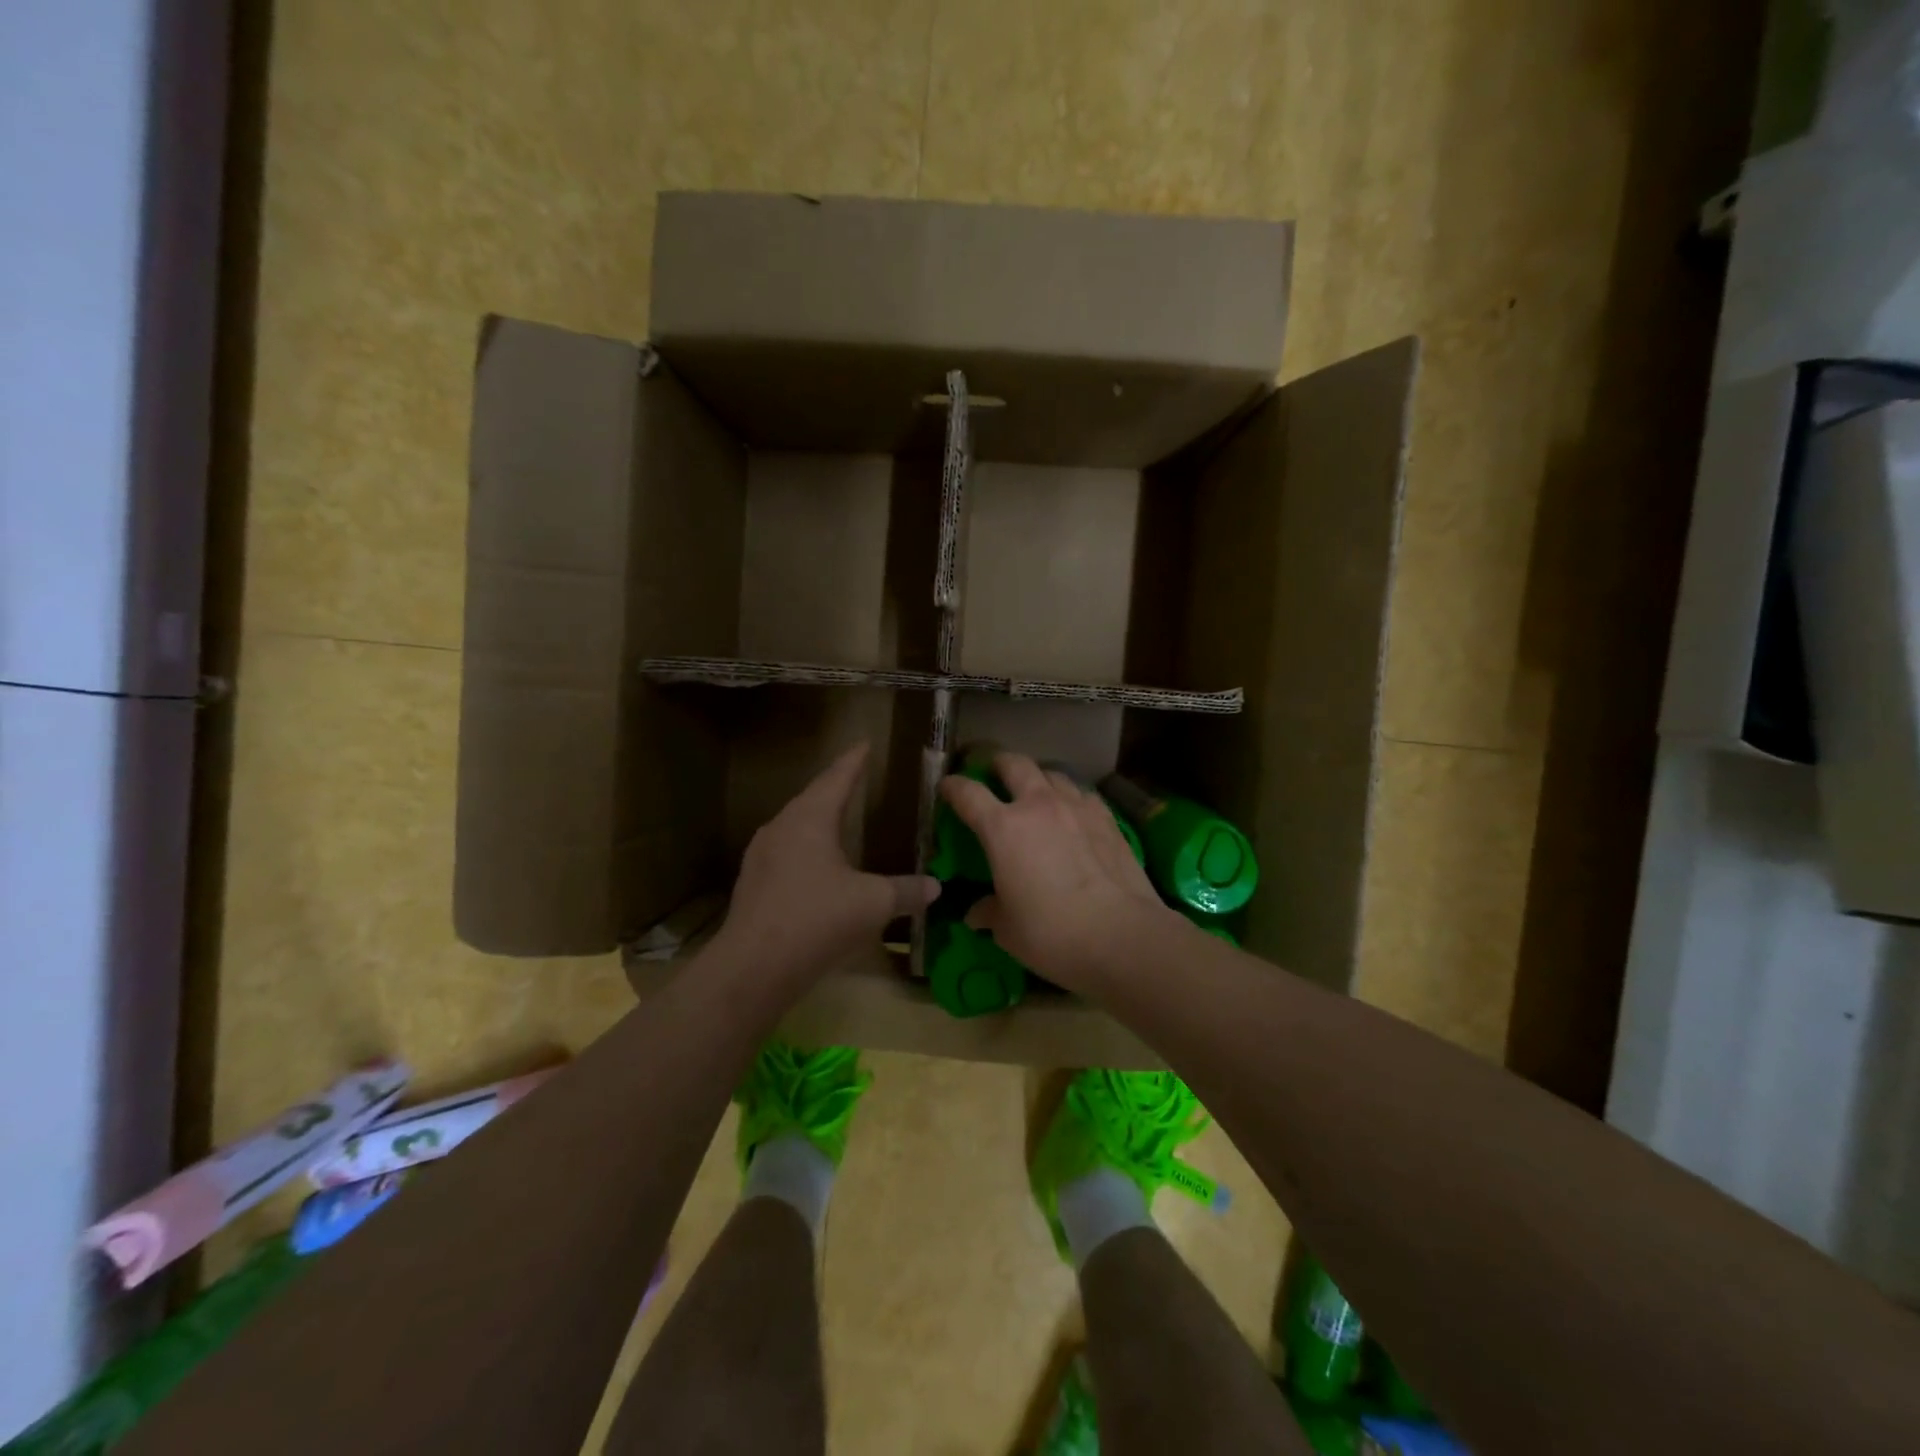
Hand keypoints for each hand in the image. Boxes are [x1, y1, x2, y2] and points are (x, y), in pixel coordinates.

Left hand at [718, 743, 937, 983]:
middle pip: (812, 798)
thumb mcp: (873, 903)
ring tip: (836, 816)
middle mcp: (781, 828)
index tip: (864, 743)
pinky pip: (786, 852)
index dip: (853, 761)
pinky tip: (816, 864)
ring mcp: (762, 855)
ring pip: (795, 825)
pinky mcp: (754, 883)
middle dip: (835, 787)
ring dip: (817, 818)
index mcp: (809, 819)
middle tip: (855, 778)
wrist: (753, 967)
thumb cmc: (817, 920)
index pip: (837, 778)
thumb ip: (906, 891)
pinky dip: (806, 847)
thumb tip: (935, 887)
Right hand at [940, 752, 1182, 992]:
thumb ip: (989, 912)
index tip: (947, 787)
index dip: (953, 787)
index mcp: (1003, 828)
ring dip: (1038, 778)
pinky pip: (1082, 794)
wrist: (1122, 936)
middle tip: (993, 773)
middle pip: (1014, 764)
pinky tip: (1074, 815)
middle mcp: (1038, 806)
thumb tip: (976, 913)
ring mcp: (1077, 807)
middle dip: (999, 763)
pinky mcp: (1108, 818)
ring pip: (1052, 773)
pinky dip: (1071, 798)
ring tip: (1036, 793)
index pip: (968, 793)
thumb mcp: (1007, 929)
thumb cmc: (1051, 934)